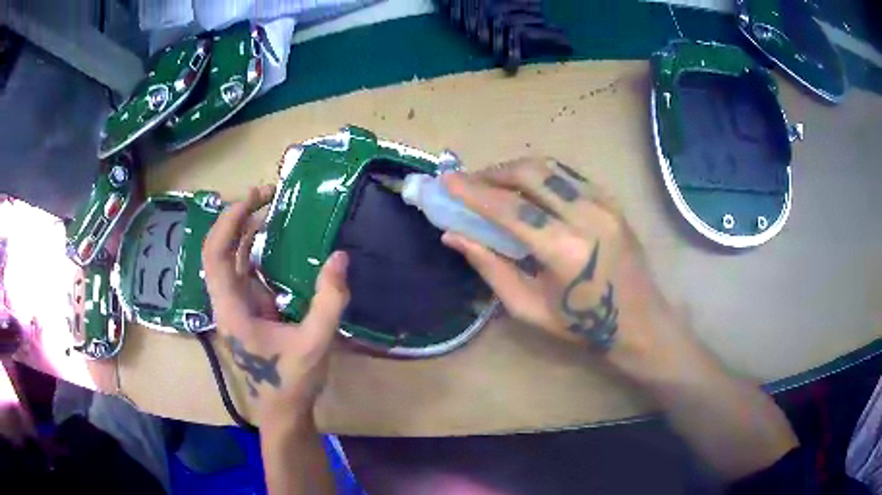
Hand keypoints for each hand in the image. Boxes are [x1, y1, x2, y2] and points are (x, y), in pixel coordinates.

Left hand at [202, 186, 349, 424]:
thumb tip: (340, 257)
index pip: (216, 254)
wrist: (282, 410)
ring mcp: (236, 305)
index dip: (229, 221)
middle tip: (266, 194)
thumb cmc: (291, 381)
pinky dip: (256, 250)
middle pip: (218, 250)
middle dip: (237, 217)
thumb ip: (329, 301)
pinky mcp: (248, 309)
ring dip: (245, 231)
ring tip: (270, 207)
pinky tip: (276, 240)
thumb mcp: (315, 343)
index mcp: (231, 308)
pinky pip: (246, 271)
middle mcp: (227, 301)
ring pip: (230, 258)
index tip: (257, 198)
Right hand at [441, 158, 705, 383]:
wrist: (639, 322)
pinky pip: (570, 175)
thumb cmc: (582, 326)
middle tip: (470, 183)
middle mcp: (587, 216)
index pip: (510, 209)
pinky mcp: (612, 201)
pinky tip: (529, 189)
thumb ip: (491, 267)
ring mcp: (604, 204)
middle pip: (531, 173)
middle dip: (493, 172)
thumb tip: (454, 235)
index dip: (474, 192)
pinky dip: (542, 176)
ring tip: (494, 183)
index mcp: (565, 250)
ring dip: (516, 170)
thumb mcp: (528, 308)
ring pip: (551, 168)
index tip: (446, 181)